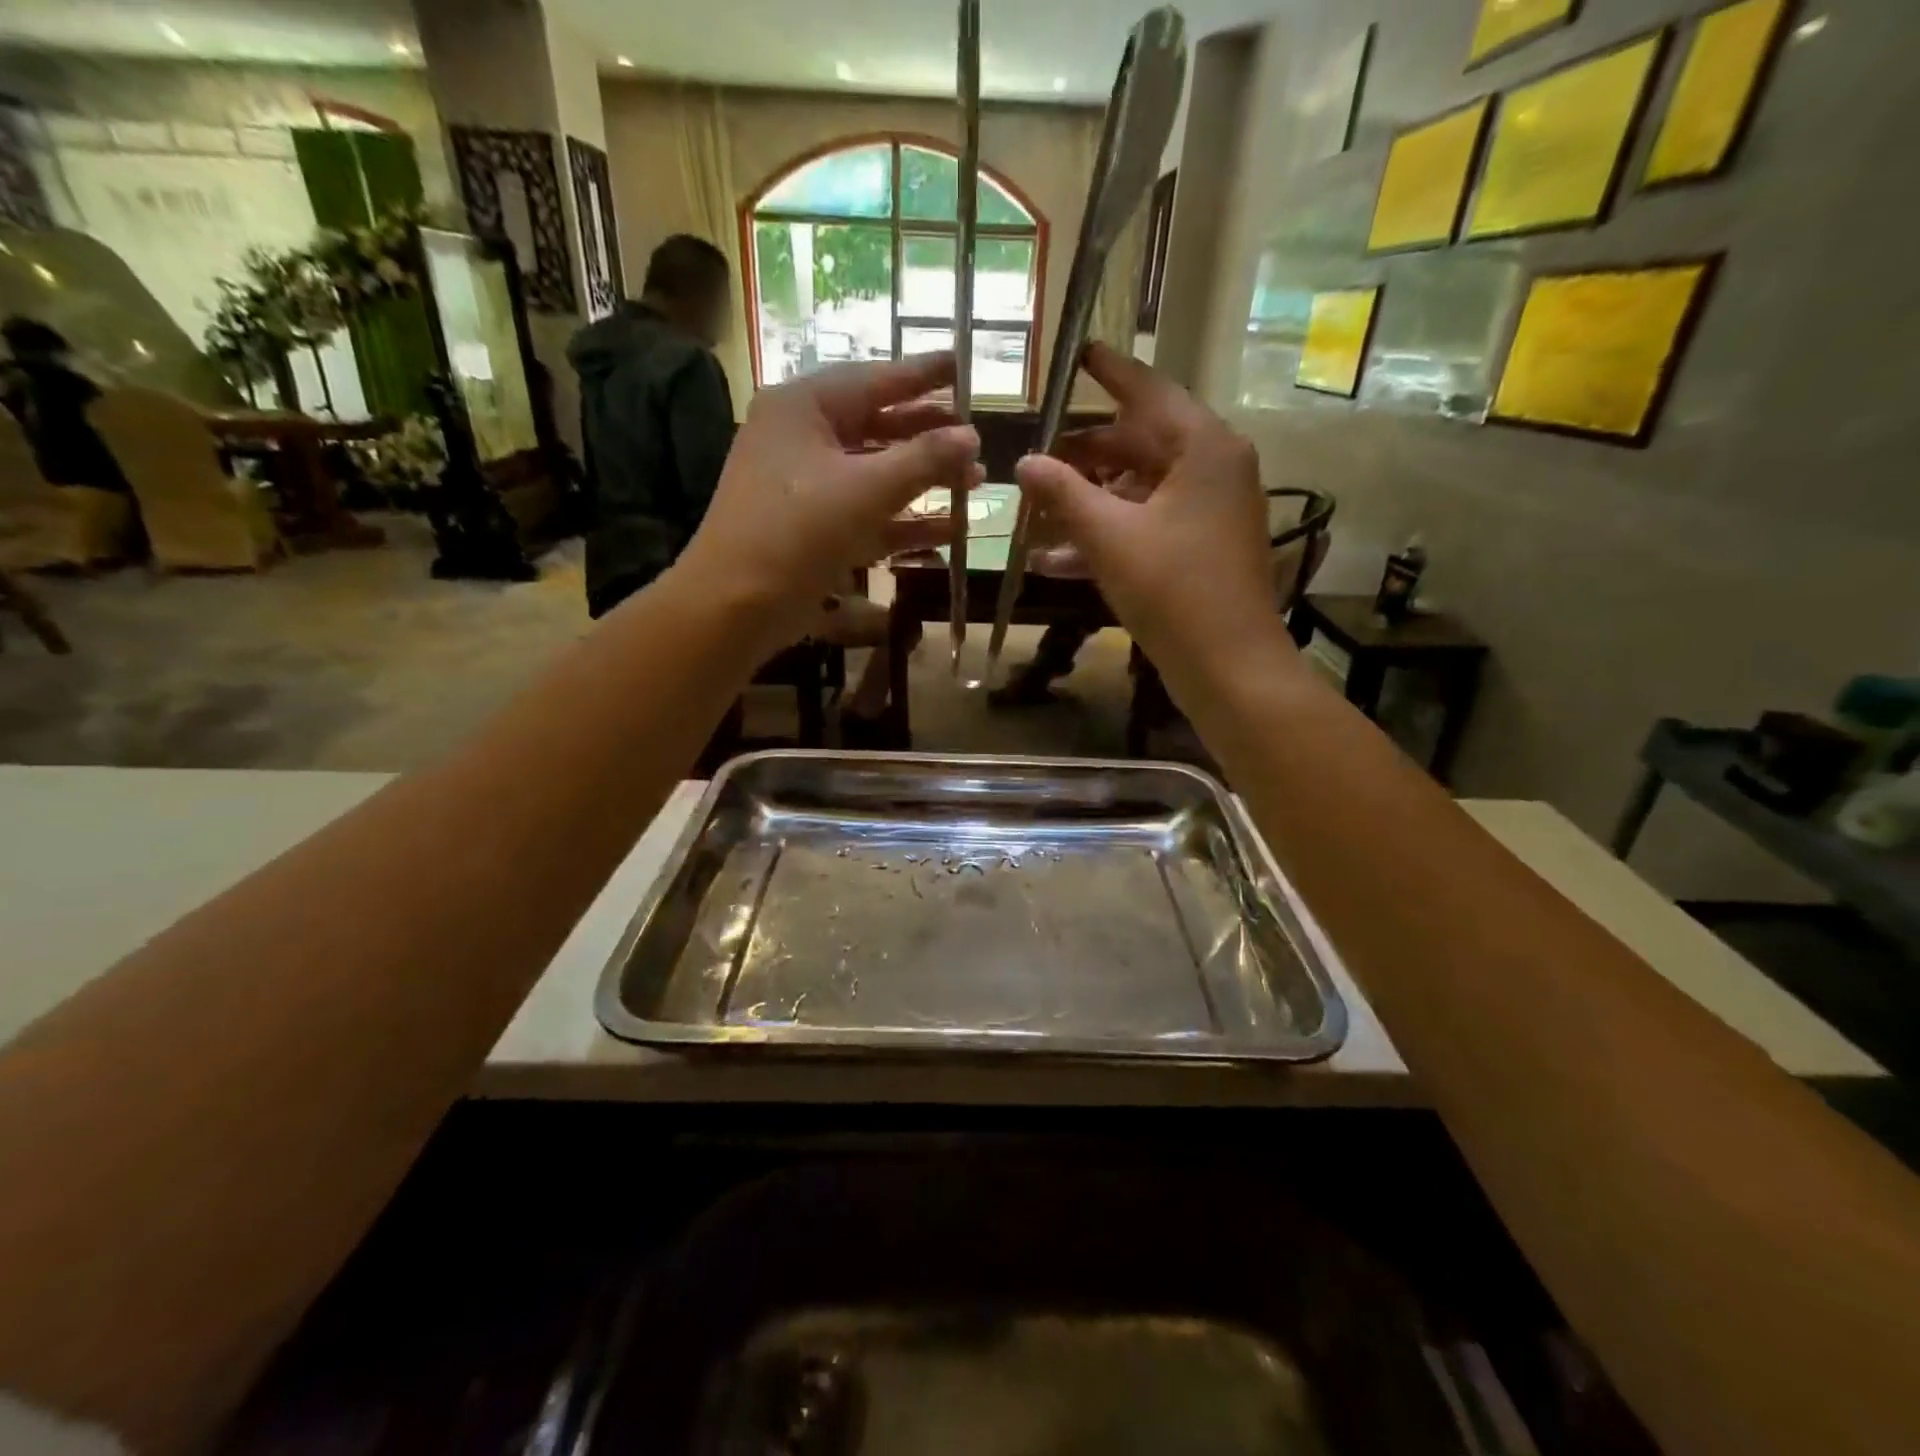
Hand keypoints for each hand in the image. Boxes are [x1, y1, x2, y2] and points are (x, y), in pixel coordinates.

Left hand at [677, 353, 979, 623]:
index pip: (873, 379)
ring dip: (923, 480)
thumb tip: (971, 435)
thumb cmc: (796, 531)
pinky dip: (904, 522)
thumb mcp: (865, 489)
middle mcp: (802, 439)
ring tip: (974, 482)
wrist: (736, 605)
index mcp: (803, 408)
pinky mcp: (815, 531)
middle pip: (877, 426)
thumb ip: (923, 459)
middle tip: (978, 436)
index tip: (963, 365)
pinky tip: (949, 531)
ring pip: (875, 474)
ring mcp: (807, 488)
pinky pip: (868, 515)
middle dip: (929, 435)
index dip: (922, 374)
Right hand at [1014, 343, 1279, 673]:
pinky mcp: (1202, 548)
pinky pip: (1148, 525)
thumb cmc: (1172, 590)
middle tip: (1038, 458)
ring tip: (1036, 514)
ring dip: (1089, 504)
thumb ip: (1064, 493)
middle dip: (1085, 456)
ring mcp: (1210, 511)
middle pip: (1140, 443)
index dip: (1110, 372)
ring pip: (1139, 490)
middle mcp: (1215, 468)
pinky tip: (1057, 559)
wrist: (1228, 666)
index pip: (1149, 391)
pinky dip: (1109, 536)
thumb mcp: (1109, 537)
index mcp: (1204, 447)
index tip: (1079, 352)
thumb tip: (1024, 462)